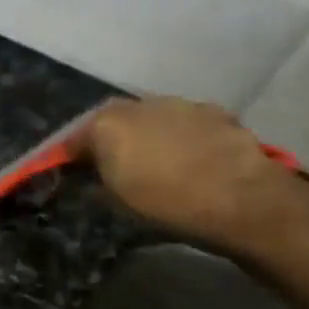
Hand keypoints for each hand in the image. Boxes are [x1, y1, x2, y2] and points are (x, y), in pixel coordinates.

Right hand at [72, 97, 301, 251]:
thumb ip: (95, 181)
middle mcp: (138, 104)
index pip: (72, 139)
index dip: (66, 157)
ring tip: (153, 164)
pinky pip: (184, 125)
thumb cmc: (167, 204)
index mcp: (106, 123)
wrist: (242, 199)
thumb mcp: (116, 202)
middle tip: (109, 167)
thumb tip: (89, 176)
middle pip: (111, 122)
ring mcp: (179, 104)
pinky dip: (179, 138)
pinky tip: (189, 160)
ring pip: (150, 119)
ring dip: (146, 136)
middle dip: (107, 140)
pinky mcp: (214, 112)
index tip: (65, 173)